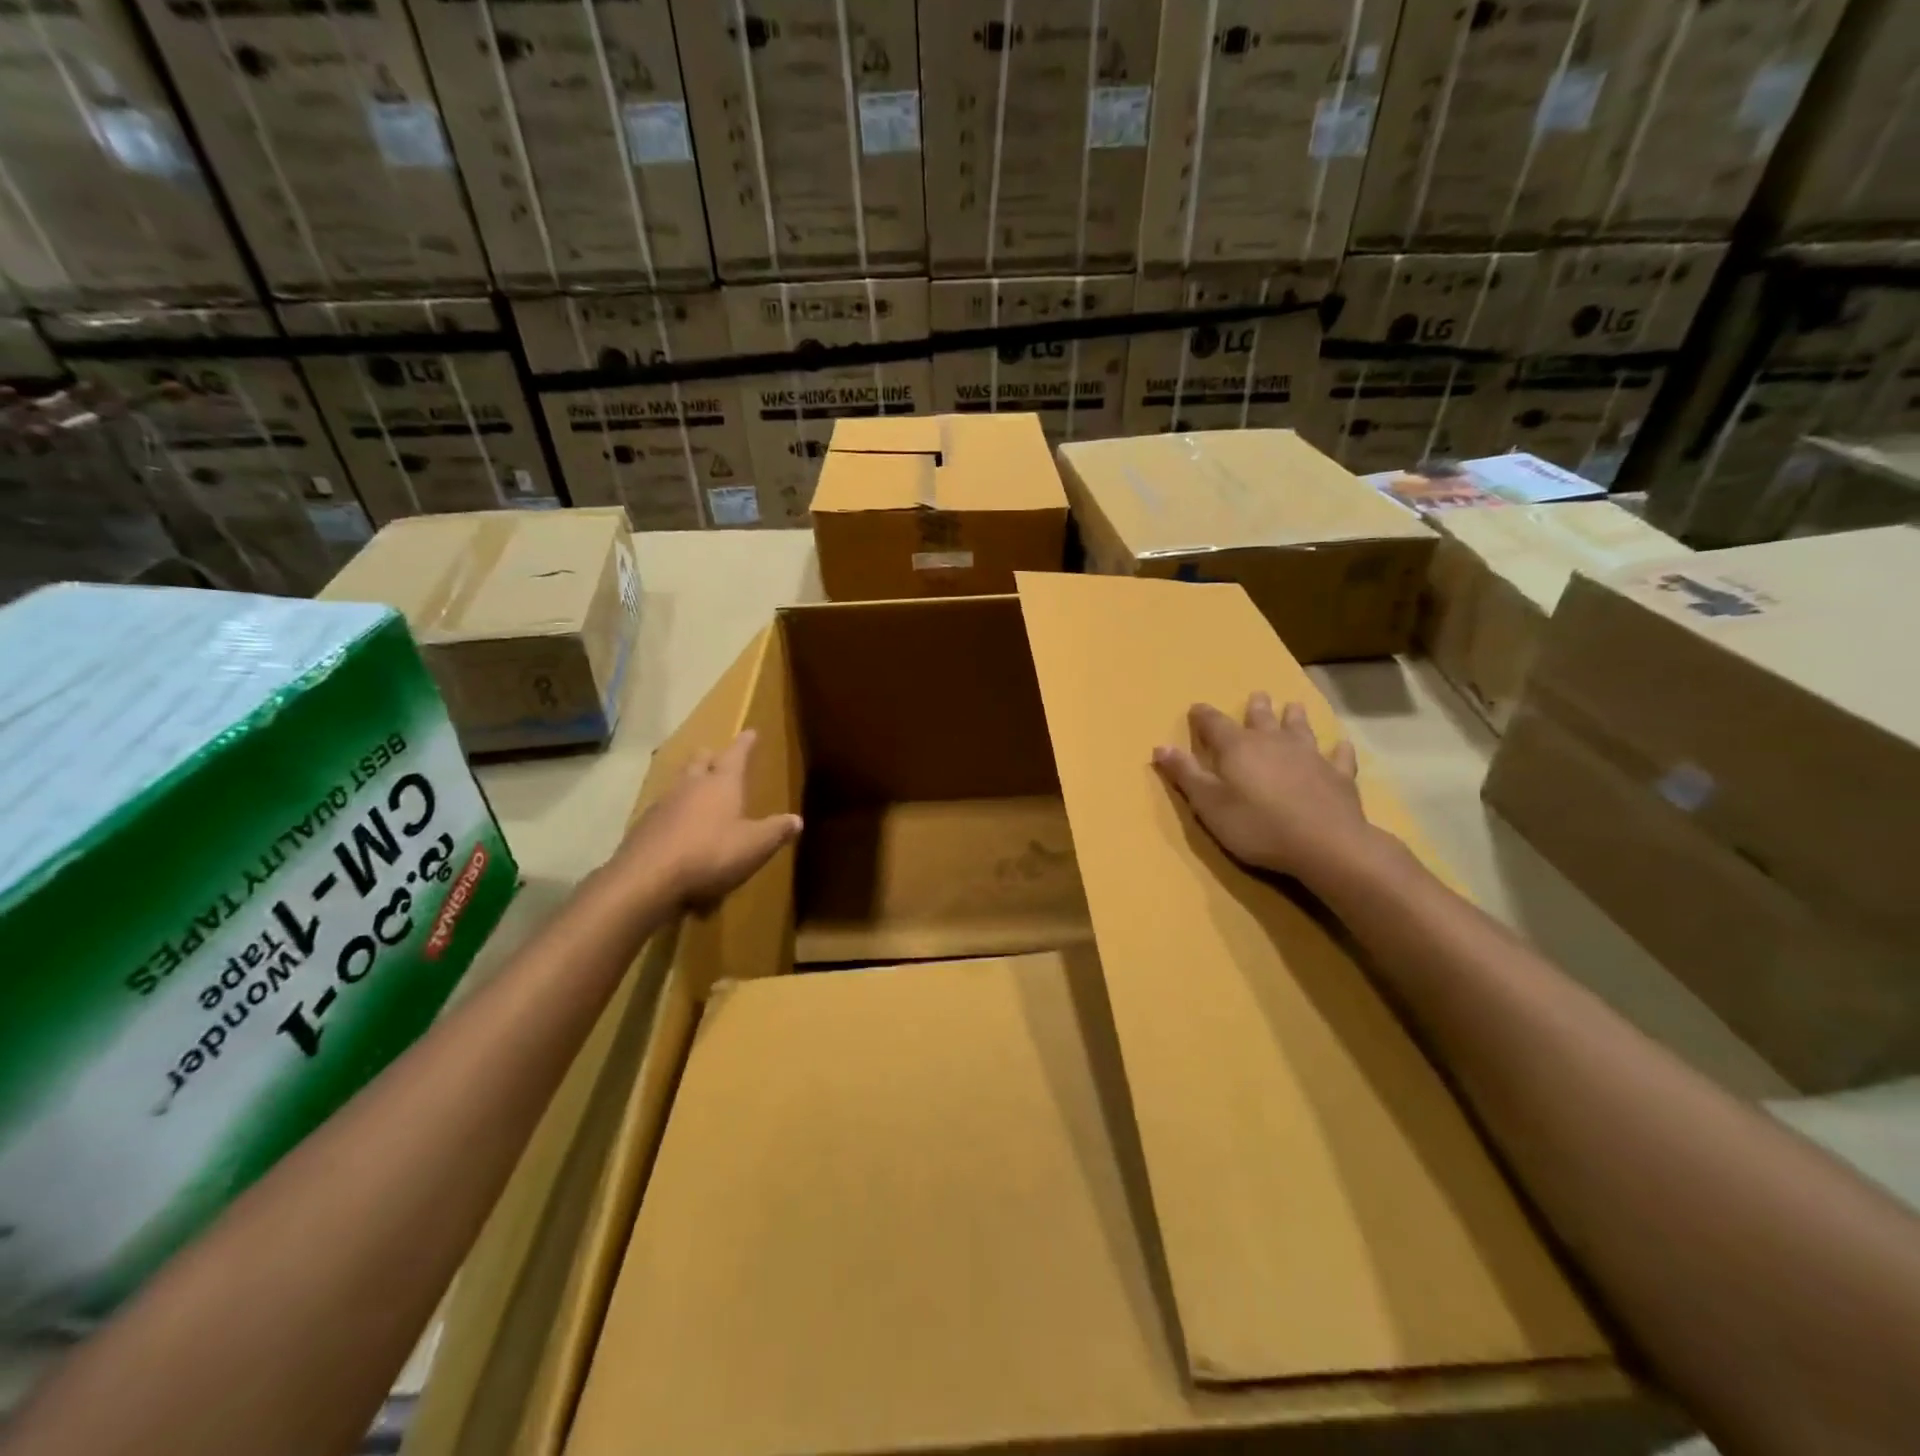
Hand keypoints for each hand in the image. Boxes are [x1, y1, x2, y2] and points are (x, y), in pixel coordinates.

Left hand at [605, 729, 802, 911]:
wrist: (647, 879)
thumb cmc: (710, 854)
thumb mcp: (755, 846)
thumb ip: (776, 831)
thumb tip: (796, 820)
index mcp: (721, 784)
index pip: (736, 755)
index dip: (745, 743)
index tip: (750, 731)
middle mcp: (691, 786)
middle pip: (700, 761)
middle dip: (711, 757)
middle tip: (718, 756)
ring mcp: (663, 805)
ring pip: (679, 783)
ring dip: (690, 782)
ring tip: (698, 789)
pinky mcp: (644, 827)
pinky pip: (663, 810)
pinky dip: (674, 812)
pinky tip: (678, 827)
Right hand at [1153, 693, 1376, 890]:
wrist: (1325, 844)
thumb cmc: (1256, 825)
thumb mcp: (1209, 804)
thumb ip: (1186, 774)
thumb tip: (1160, 746)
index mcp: (1237, 747)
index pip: (1214, 723)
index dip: (1203, 716)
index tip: (1196, 708)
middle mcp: (1272, 742)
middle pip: (1261, 718)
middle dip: (1255, 707)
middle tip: (1257, 696)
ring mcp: (1309, 756)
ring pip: (1300, 728)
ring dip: (1295, 717)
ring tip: (1294, 706)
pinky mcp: (1338, 775)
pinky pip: (1338, 756)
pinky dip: (1337, 749)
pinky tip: (1340, 745)